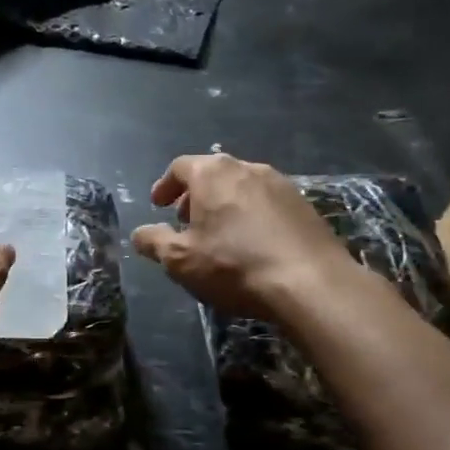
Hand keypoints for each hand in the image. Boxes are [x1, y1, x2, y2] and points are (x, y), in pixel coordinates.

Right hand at [131, 153, 343, 316]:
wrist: (310, 283)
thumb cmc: (233, 265)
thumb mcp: (180, 259)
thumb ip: (154, 242)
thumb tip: (139, 233)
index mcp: (212, 173)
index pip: (180, 167)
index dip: (165, 186)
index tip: (158, 206)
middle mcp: (247, 168)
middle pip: (213, 173)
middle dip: (194, 196)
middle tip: (185, 222)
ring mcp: (281, 184)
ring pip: (241, 187)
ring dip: (224, 205)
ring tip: (219, 235)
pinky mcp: (305, 206)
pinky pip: (267, 203)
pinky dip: (251, 216)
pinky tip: (252, 244)